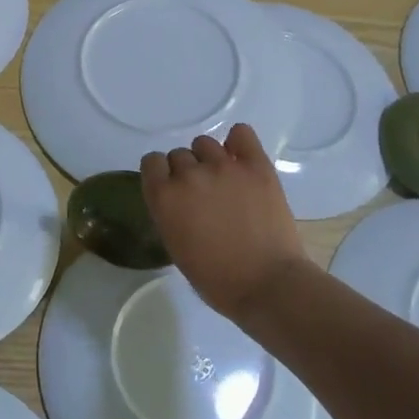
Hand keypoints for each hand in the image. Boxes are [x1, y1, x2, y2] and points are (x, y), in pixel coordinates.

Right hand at [140, 124, 309, 322]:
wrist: (267, 284)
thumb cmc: (216, 278)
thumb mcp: (176, 245)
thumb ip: (170, 212)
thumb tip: (180, 199)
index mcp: (164, 197)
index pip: (151, 162)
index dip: (161, 175)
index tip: (172, 189)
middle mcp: (189, 175)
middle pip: (179, 154)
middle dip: (187, 171)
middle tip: (203, 194)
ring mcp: (224, 167)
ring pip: (205, 143)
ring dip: (209, 159)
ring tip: (224, 180)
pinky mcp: (256, 166)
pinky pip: (241, 133)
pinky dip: (238, 142)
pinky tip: (240, 158)